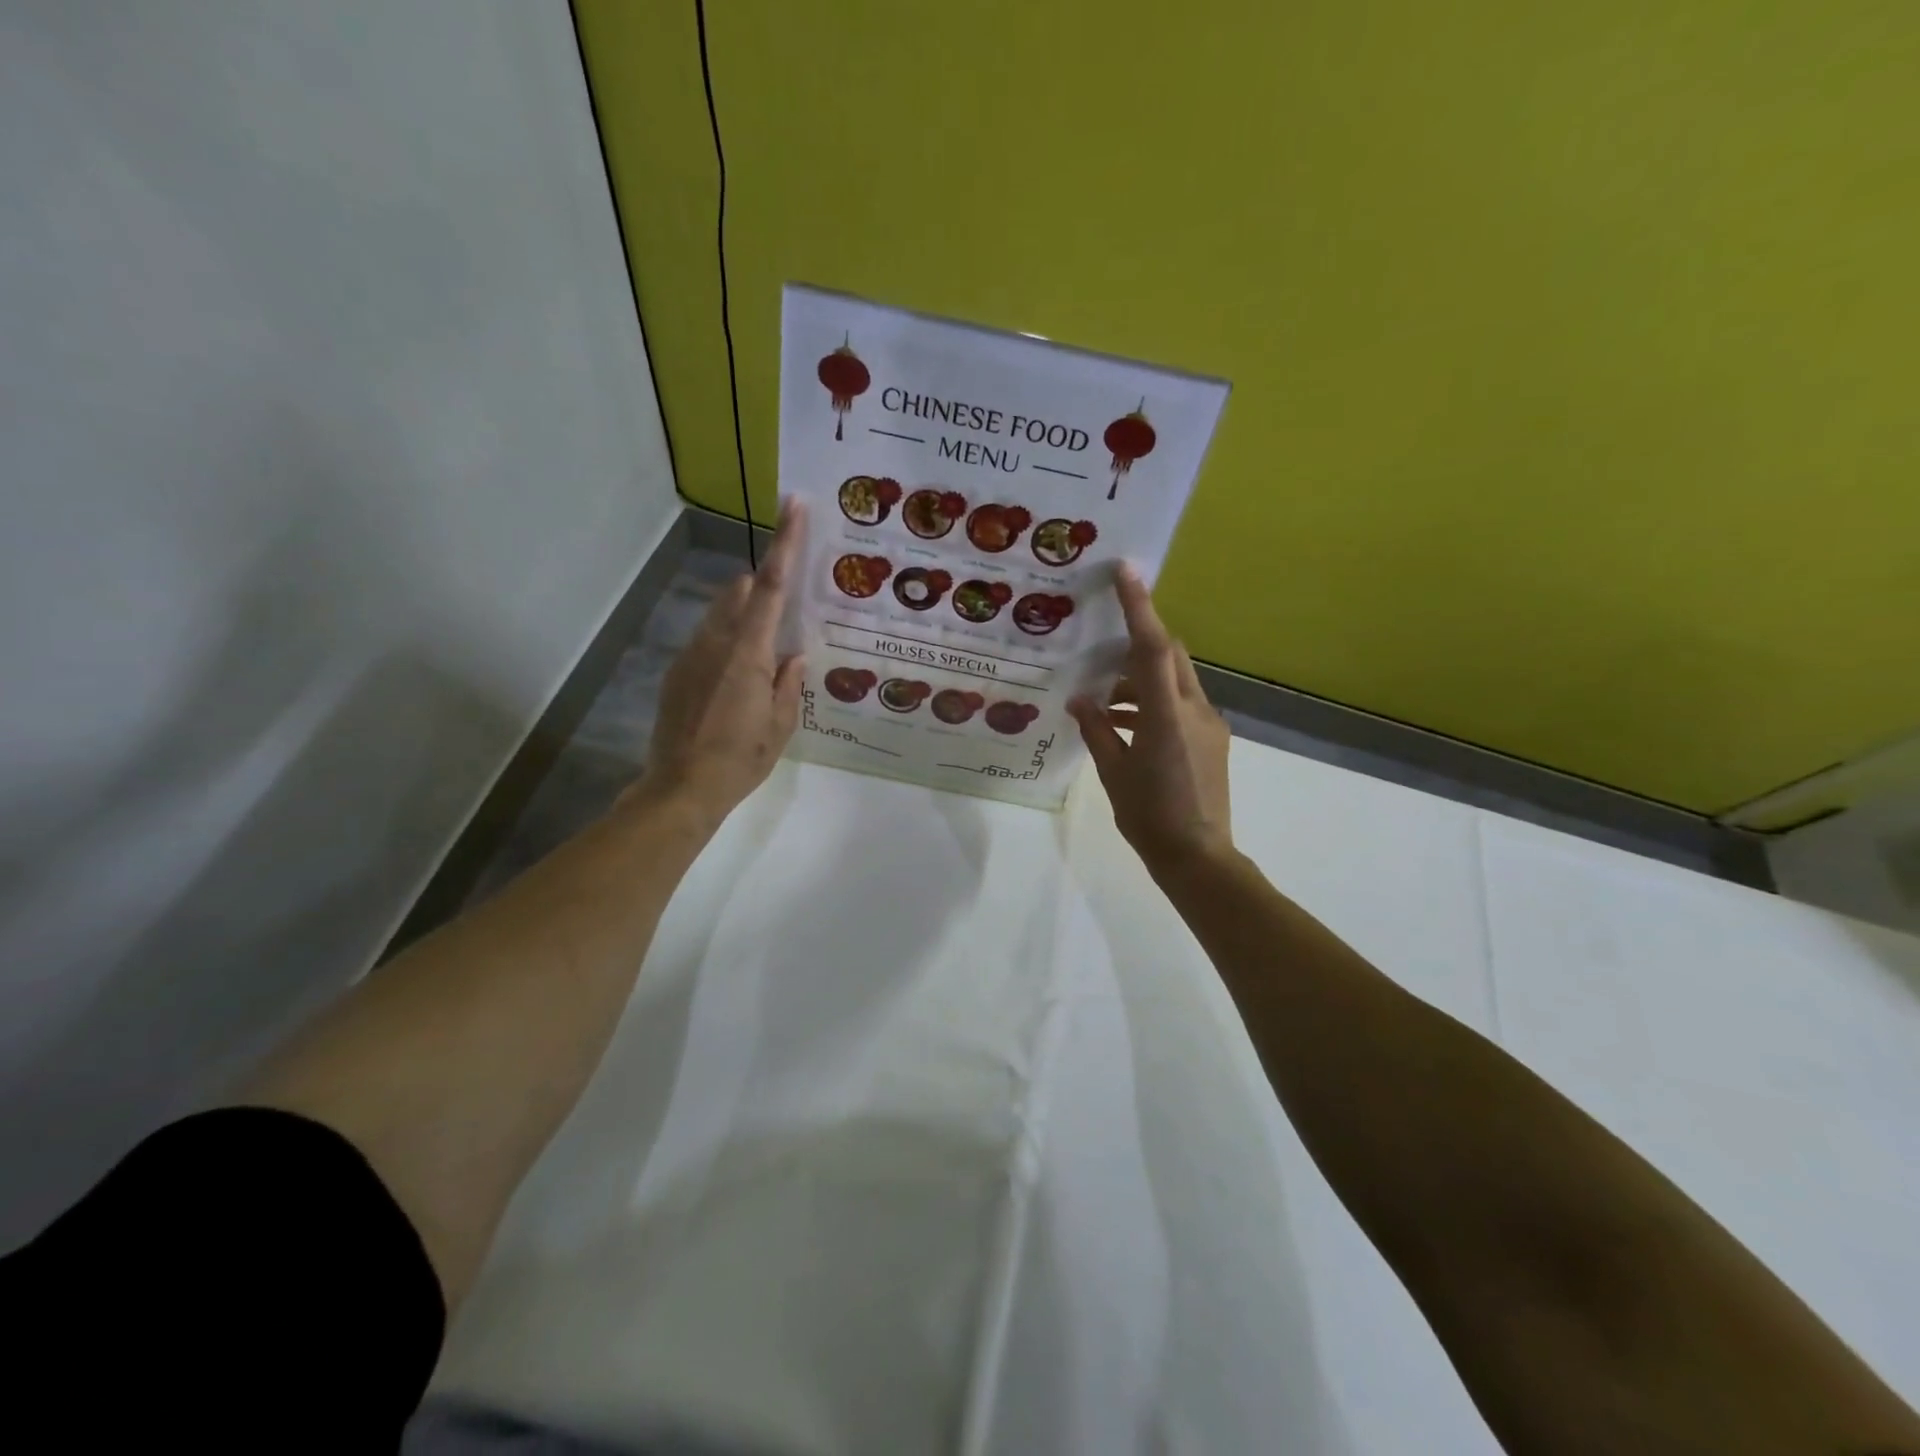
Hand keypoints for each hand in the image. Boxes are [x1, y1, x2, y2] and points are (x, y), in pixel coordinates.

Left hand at [643, 500, 806, 829]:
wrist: (680, 789)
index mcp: (748, 653)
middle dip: (762, 587)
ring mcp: (690, 656)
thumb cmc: (739, 760)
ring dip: (741, 616)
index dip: (785, 543)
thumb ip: (789, 684)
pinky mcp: (676, 673)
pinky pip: (705, 642)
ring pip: (719, 616)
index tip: (794, 505)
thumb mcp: (780, 727)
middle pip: (741, 594)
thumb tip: (794, 655)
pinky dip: (724, 644)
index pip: (772, 587)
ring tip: (760, 649)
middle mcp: (715, 643)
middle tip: (783, 600)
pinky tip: (734, 678)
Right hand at [1069, 564, 1231, 876]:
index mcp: (1167, 716)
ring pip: (1175, 680)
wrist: (1199, 858)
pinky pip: (1181, 704)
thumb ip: (1098, 730)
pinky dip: (1153, 702)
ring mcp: (1209, 724)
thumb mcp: (1114, 772)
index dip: (1140, 606)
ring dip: (1142, 678)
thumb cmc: (1150, 817)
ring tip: (1103, 696)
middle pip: (1170, 655)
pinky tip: (1125, 722)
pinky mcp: (1212, 740)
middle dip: (1138, 641)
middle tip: (1102, 645)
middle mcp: (1195, 710)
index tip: (1126, 570)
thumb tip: (1081, 700)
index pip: (1154, 648)